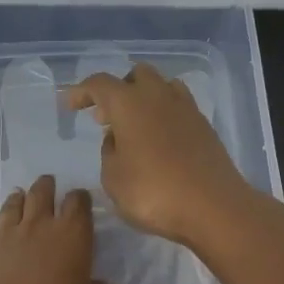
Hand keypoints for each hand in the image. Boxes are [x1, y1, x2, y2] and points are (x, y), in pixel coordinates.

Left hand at [0, 174, 110, 283]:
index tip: (80, 199)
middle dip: (46, 186)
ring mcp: (8, 233)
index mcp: (72, 234)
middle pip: (42, 193)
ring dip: (18, 198)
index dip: (80, 198)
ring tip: (19, 195)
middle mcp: (40, 224)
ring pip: (13, 205)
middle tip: (48, 183)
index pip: (78, 203)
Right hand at [64, 63, 265, 248]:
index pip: (99, 84)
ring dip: (143, 98)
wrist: (214, 207)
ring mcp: (186, 109)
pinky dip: (163, 114)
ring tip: (133, 125)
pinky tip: (157, 138)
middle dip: (117, 90)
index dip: (81, 91)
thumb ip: (109, 153)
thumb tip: (117, 138)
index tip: (69, 104)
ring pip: (161, 86)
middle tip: (104, 116)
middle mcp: (158, 96)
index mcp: (129, 104)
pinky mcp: (204, 126)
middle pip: (135, 75)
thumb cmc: (153, 193)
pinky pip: (178, 106)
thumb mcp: (113, 179)